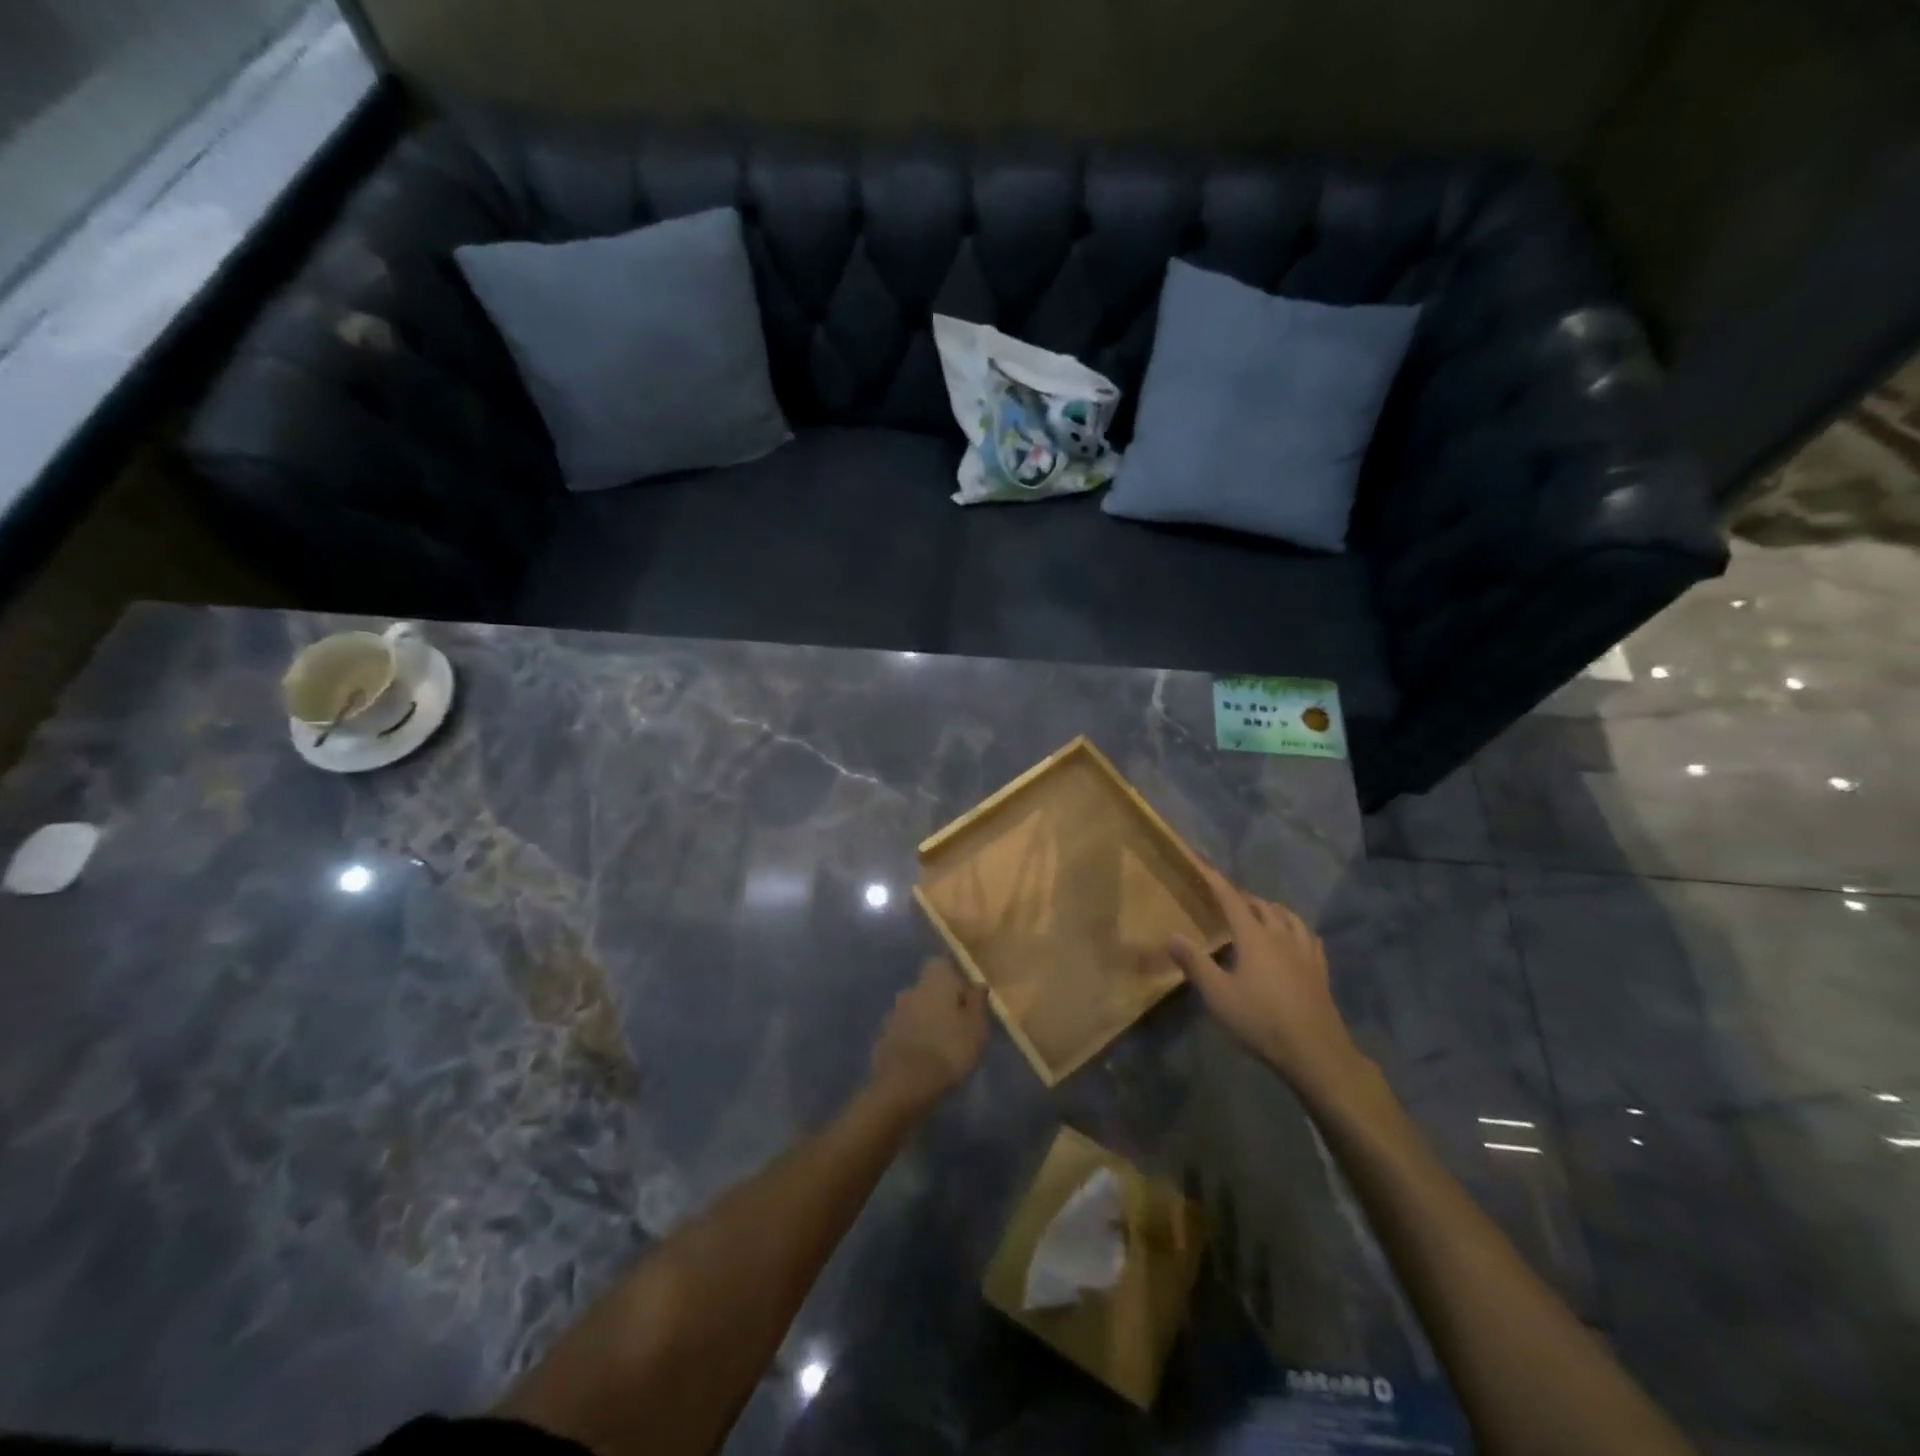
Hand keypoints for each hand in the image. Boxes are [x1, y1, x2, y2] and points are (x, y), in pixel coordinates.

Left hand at [870, 958, 989, 1110]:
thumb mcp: (977, 1028)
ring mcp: (893, 1013)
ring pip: (915, 1009)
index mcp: (934, 980)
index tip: (967, 1000)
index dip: (955, 979)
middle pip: (928, 987)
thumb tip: (977, 984)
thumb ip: (978, 1002)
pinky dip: (912, 1038)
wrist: (904, 1085)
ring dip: (925, 1020)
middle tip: (957, 1025)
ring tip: (940, 1045)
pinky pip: (903, 1030)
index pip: (942, 964)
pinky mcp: (883, 1037)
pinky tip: (922, 1059)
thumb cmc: (949, 1050)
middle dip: (940, 1001)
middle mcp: (911, 989)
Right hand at [1169, 864, 1369, 1100]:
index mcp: (1254, 937)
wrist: (1315, 1052)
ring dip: (1272, 909)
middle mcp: (1280, 936)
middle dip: (1243, 897)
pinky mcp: (1319, 971)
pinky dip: (1297, 929)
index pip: (1231, 899)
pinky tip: (1298, 937)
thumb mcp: (1218, 995)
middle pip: (1262, 905)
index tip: (1202, 862)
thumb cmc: (1260, 1020)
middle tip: (1227, 898)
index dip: (1215, 880)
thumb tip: (1172, 936)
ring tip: (1262, 911)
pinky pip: (1309, 938)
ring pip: (1289, 917)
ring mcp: (1304, 953)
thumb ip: (1195, 963)